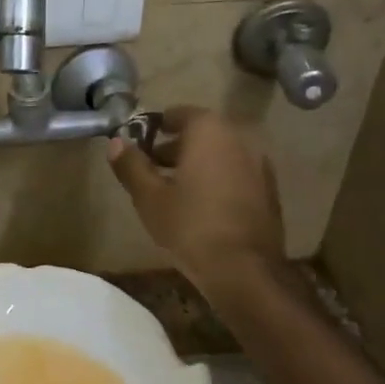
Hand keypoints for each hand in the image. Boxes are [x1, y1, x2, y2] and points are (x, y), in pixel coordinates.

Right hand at [107, 106, 284, 293]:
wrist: (244, 270)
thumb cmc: (190, 225)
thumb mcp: (149, 197)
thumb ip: (131, 165)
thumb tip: (116, 143)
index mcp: (210, 131)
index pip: (178, 113)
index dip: (155, 127)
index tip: (139, 144)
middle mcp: (240, 138)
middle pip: (202, 133)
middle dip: (175, 147)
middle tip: (151, 168)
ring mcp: (260, 164)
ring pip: (220, 154)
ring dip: (197, 164)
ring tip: (173, 190)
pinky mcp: (269, 190)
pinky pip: (235, 173)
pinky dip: (217, 179)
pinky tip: (201, 206)